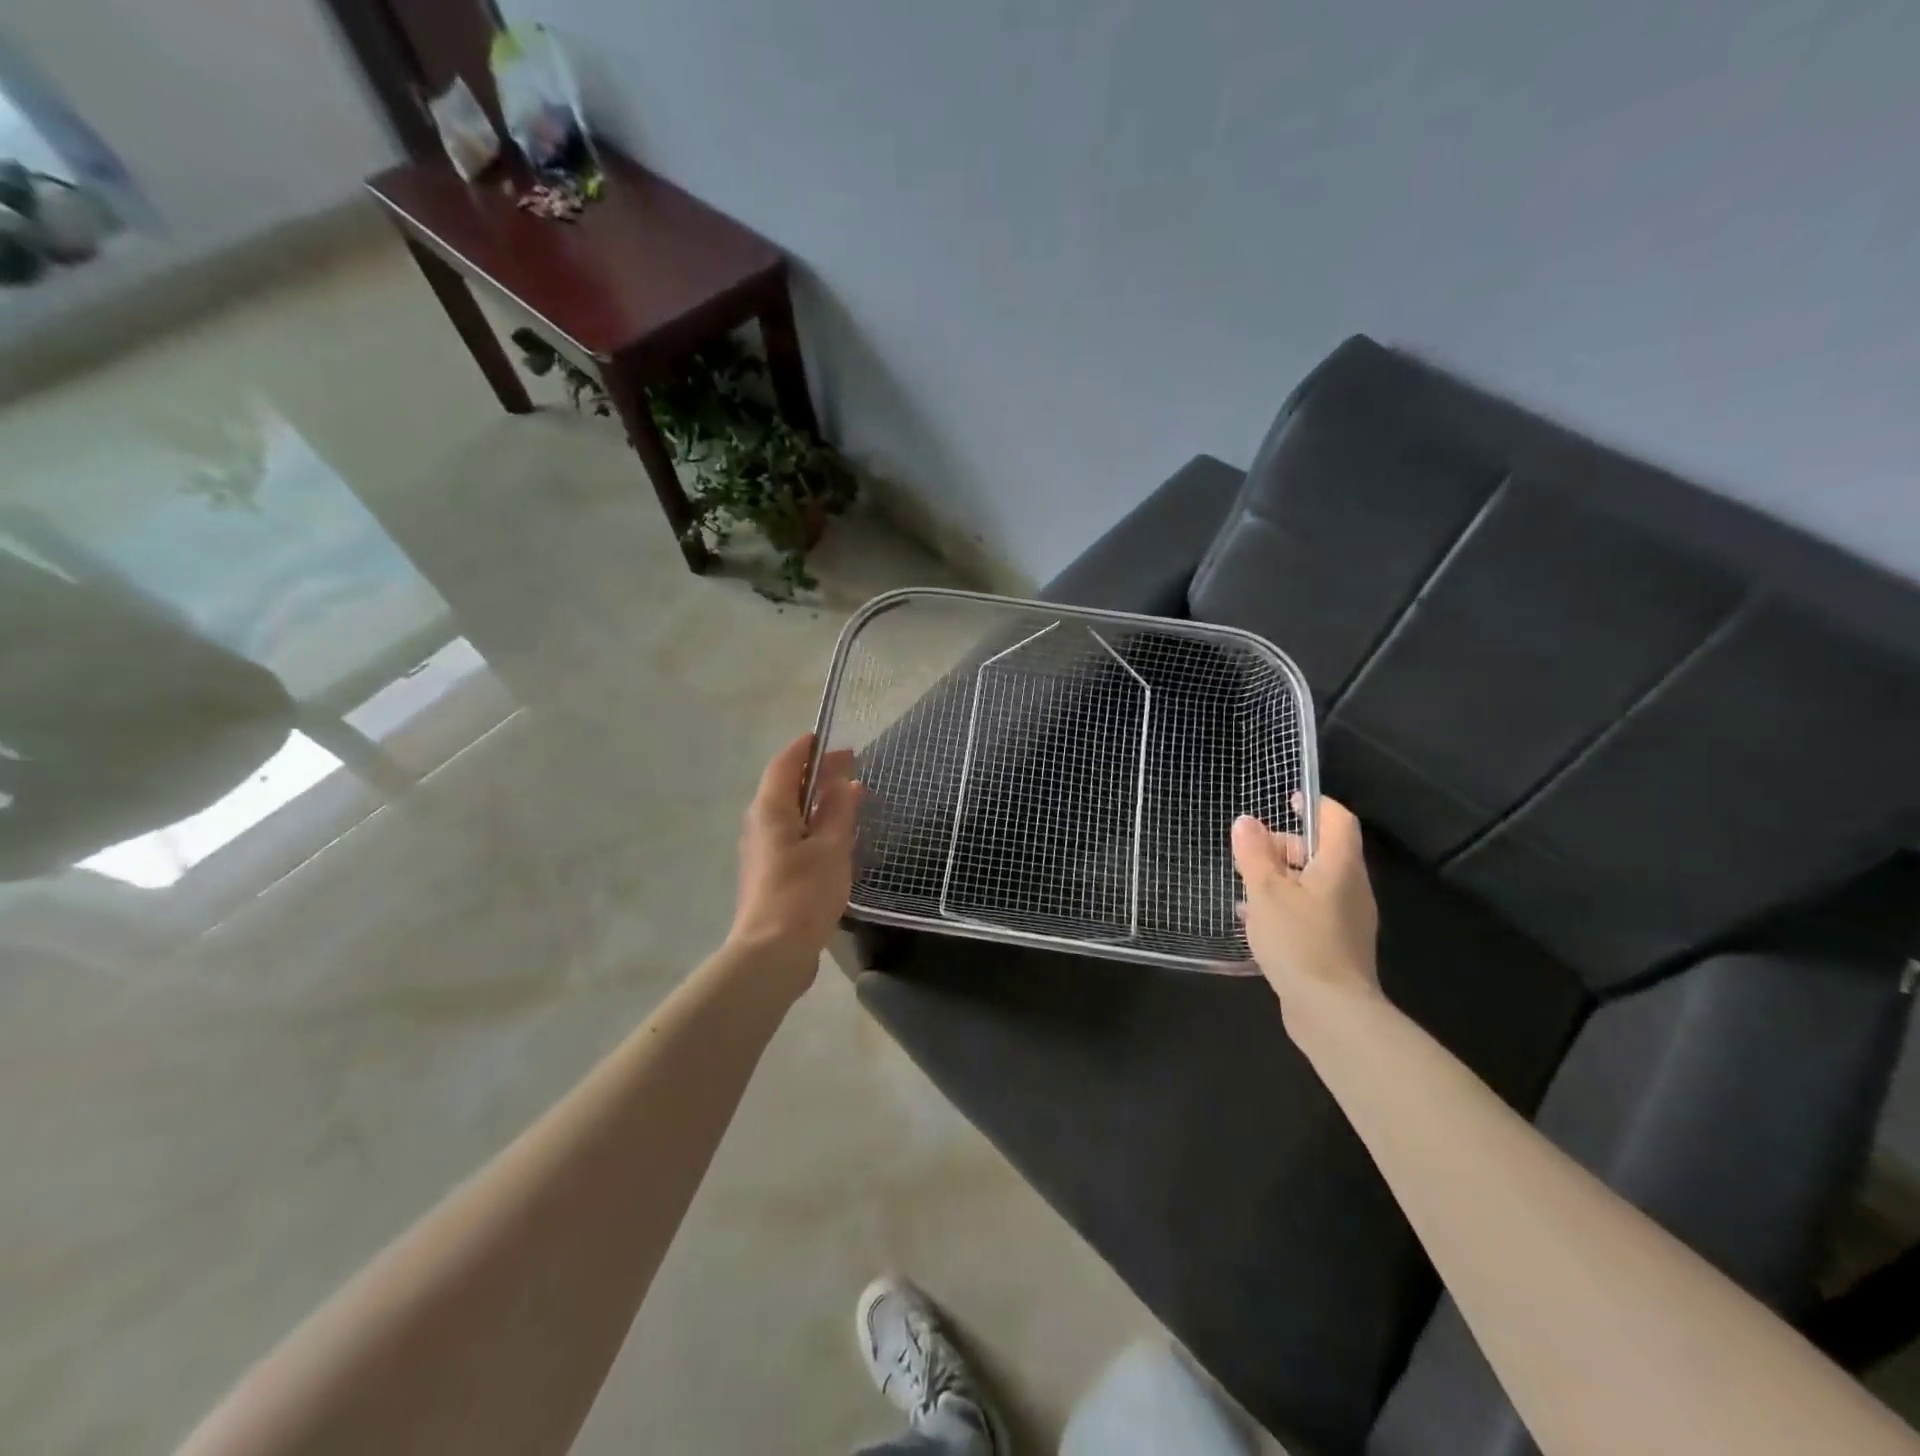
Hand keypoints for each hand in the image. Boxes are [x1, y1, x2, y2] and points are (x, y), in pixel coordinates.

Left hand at [727, 734, 860, 997]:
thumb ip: (838, 811)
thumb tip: (845, 781)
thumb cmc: (803, 893)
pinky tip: (835, 835)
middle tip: (851, 766)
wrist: (772, 952)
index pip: (785, 763)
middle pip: (786, 786)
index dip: (807, 748)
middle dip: (817, 772)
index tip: (831, 739)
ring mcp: (762, 850)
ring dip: (817, 800)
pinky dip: (813, 824)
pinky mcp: (770, 873)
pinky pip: (792, 834)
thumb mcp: (831, 847)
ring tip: (849, 797)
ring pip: (789, 812)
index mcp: (771, 810)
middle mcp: (760, 824)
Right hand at [1231, 796, 1380, 1023]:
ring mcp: (1348, 918)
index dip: (1314, 804)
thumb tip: (1247, 821)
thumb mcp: (1266, 892)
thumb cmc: (1298, 940)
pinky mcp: (1339, 943)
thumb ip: (1254, 854)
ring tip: (1246, 889)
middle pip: (1323, 850)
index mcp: (1339, 865)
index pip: (1337, 818)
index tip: (1285, 801)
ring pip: (1315, 882)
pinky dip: (1287, 904)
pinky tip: (1257, 922)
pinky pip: (1312, 909)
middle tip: (1251, 855)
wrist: (1332, 1011)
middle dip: (1286, 845)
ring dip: (1282, 878)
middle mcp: (1351, 886)